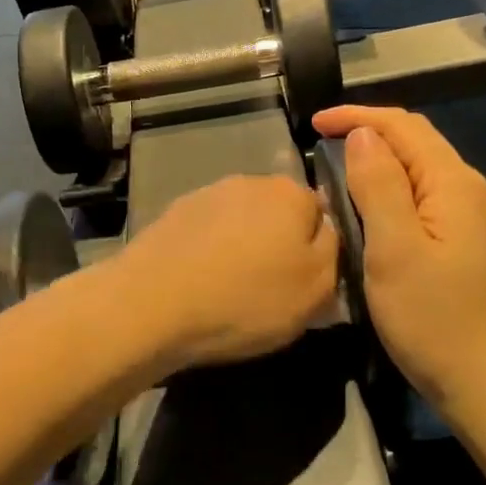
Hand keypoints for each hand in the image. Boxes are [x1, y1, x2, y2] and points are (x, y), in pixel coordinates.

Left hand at [118, 175, 338, 371]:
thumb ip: (334, 251)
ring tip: (231, 290)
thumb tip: (327, 229)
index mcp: (291, 193)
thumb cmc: (246, 299)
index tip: (308, 283)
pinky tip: (200, 282)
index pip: (322, 212)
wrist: (151, 303)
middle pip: (279, 214)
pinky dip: (210, 252)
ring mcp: (207, 194)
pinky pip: (207, 233)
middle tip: (272, 290)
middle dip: (279, 244)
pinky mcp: (173, 213)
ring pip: (241, 222)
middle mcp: (250, 181)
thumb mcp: (316, 289)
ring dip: (243, 247)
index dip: (319, 249)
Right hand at [312, 107, 485, 420]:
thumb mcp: (396, 251)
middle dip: (367, 131)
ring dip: (377, 159)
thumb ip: (379, 186)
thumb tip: (363, 135)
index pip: (403, 126)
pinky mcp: (462, 242)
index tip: (313, 124)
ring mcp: (468, 218)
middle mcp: (466, 190)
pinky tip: (367, 206)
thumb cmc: (436, 319)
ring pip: (418, 168)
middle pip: (415, 141)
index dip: (357, 116)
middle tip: (320, 143)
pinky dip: (389, 186)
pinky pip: (421, 195)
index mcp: (452, 184)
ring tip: (335, 169)